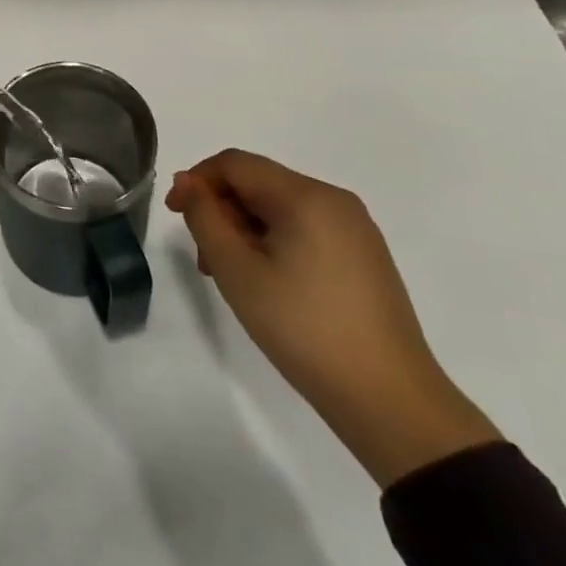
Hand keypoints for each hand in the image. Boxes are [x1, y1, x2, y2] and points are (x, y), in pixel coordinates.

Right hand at [166, 150, 499, 485]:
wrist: (390, 401)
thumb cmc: (303, 328)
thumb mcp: (237, 270)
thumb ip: (204, 217)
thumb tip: (186, 182)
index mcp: (306, 196)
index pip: (235, 163)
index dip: (197, 181)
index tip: (175, 216)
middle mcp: (334, 200)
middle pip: (258, 183)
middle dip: (222, 210)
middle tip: (205, 259)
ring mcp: (355, 229)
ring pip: (280, 208)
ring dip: (245, 229)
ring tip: (232, 277)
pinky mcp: (364, 256)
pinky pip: (305, 229)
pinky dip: (274, 243)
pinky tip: (268, 283)